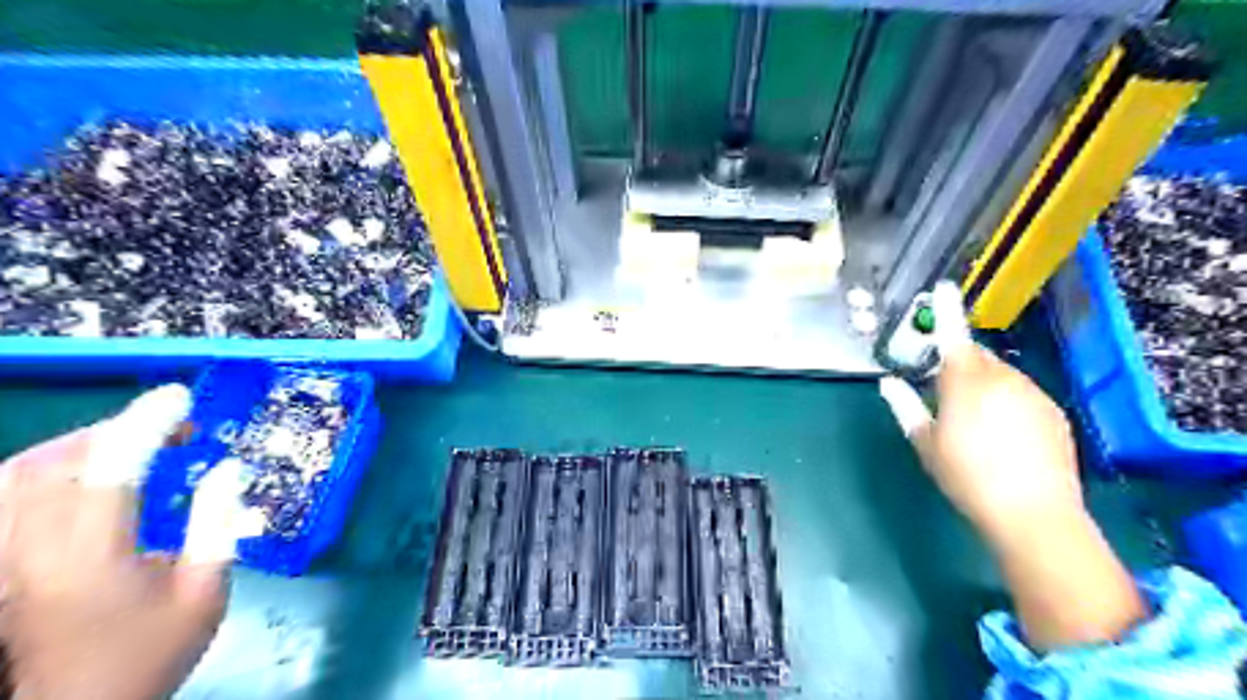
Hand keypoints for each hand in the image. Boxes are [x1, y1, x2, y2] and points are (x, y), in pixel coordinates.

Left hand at [0, 387, 254, 695]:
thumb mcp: (205, 593)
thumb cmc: (149, 654)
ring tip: (131, 441)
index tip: (182, 397)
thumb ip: (218, 526)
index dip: (147, 423)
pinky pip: (6, 496)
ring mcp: (5, 557)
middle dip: (117, 428)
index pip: (114, 468)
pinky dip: (44, 467)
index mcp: (95, 556)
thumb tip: (231, 469)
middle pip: (56, 462)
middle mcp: (36, 549)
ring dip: (79, 443)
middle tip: (172, 426)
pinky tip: (79, 471)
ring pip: (18, 474)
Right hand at [876, 281, 1082, 538]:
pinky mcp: (1053, 411)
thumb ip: (906, 407)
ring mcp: (1032, 393)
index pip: (953, 336)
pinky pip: (1022, 392)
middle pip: (976, 355)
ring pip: (1000, 373)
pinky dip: (1007, 399)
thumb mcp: (926, 443)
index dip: (947, 310)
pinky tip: (1003, 433)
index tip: (943, 287)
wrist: (1033, 513)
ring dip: (983, 382)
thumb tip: (889, 383)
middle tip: (944, 390)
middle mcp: (1002, 378)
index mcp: (964, 382)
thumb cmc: (966, 476)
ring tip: (975, 421)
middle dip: (959, 361)